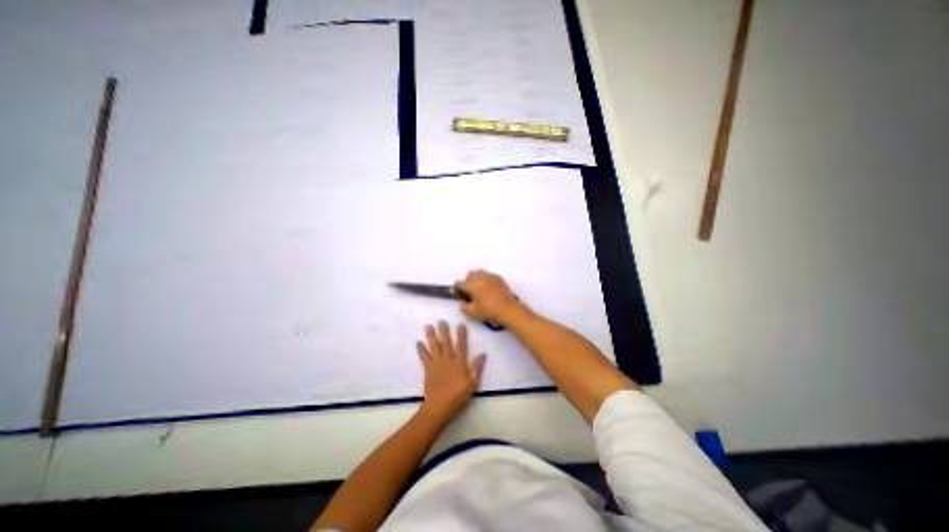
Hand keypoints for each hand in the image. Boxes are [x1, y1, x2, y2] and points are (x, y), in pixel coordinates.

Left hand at [417, 322, 484, 420]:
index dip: (461, 335)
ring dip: (431, 336)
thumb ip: (477, 368)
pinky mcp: (428, 369)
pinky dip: (421, 349)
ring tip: (428, 326)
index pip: (461, 345)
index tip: (460, 324)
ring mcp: (436, 364)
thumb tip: (483, 354)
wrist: (439, 407)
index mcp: (459, 363)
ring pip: (434, 347)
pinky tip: (418, 342)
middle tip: (441, 321)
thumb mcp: (472, 383)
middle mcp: (447, 360)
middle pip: (445, 342)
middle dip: (444, 331)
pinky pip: (424, 357)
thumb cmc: (458, 396)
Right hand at [459, 269, 526, 324]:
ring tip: (480, 288)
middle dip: (468, 281)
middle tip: (471, 291)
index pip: (460, 283)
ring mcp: (490, 276)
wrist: (507, 309)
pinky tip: (489, 288)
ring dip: (477, 278)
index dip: (458, 288)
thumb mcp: (473, 313)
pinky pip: (489, 275)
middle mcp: (480, 278)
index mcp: (472, 285)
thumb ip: (464, 308)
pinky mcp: (498, 277)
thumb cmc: (488, 311)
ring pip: (479, 272)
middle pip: (470, 274)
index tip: (461, 293)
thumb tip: (462, 304)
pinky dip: (487, 279)